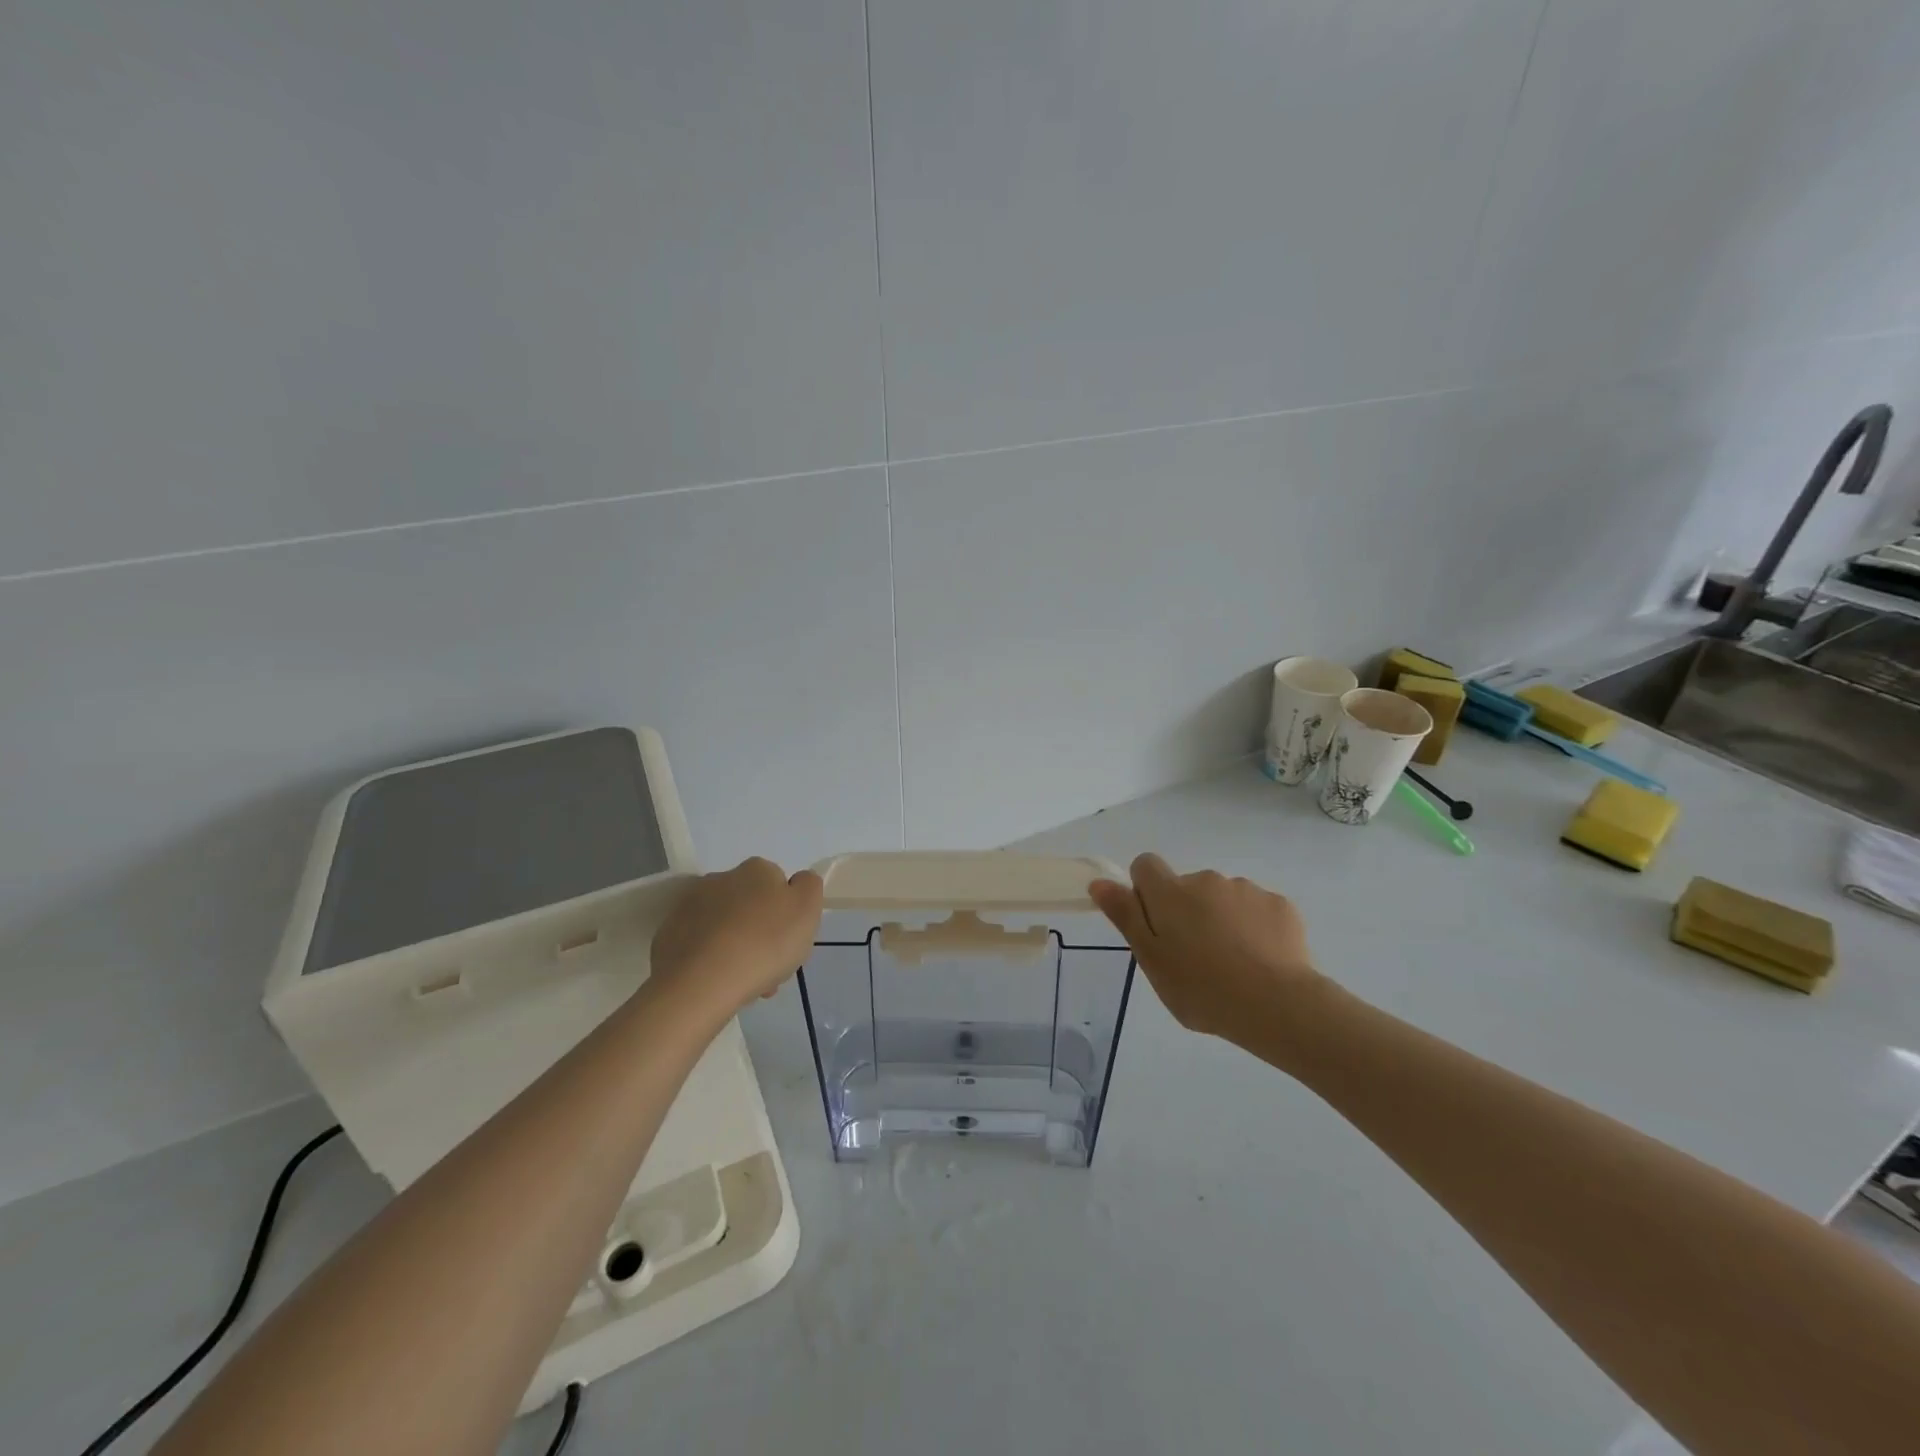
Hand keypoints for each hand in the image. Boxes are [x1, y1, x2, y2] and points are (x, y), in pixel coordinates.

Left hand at [649, 858, 823, 1020]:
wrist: (701, 983)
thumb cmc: (764, 943)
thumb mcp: (807, 909)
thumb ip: (809, 886)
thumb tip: (796, 882)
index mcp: (756, 870)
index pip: (778, 884)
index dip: (787, 913)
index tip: (790, 942)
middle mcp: (720, 879)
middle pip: (750, 905)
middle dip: (760, 932)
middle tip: (769, 968)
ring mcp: (689, 906)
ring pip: (724, 927)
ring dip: (736, 947)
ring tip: (744, 984)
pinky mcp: (667, 936)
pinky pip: (699, 945)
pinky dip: (710, 960)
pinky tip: (718, 984)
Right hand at [1090, 853, 1320, 1042]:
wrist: (1277, 1005)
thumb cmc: (1201, 988)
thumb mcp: (1151, 959)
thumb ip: (1125, 916)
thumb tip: (1100, 882)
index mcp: (1170, 892)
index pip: (1145, 865)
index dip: (1145, 890)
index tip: (1154, 926)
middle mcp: (1206, 880)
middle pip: (1186, 887)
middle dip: (1186, 912)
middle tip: (1193, 957)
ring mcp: (1246, 890)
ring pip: (1222, 898)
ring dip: (1220, 919)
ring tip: (1231, 964)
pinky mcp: (1280, 905)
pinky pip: (1256, 910)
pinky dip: (1253, 928)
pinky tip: (1260, 961)